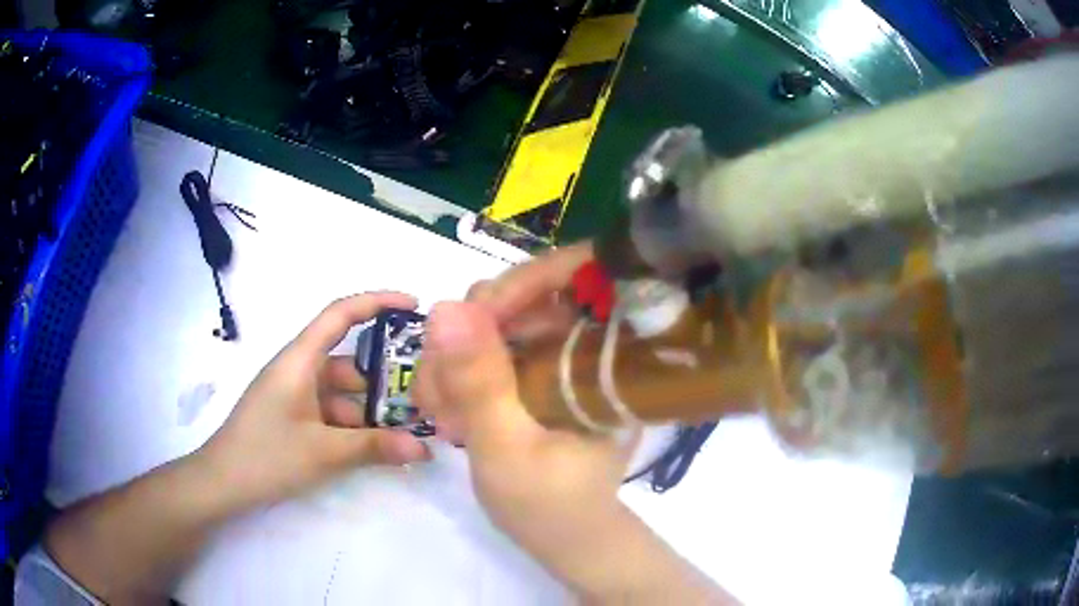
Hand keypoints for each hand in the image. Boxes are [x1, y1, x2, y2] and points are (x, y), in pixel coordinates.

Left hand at [196, 292, 431, 511]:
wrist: (222, 483)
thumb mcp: (323, 452)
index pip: (340, 314)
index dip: (377, 302)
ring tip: (409, 431)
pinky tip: (379, 448)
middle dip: (385, 378)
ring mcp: (296, 395)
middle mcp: (299, 370)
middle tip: (425, 396)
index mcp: (300, 360)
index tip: (414, 306)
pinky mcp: (294, 417)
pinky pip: (332, 412)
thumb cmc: (266, 455)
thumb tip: (424, 449)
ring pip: (343, 393)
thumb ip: (374, 447)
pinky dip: (355, 426)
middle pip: (349, 362)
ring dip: (372, 410)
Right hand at [416, 245, 731, 602]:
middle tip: (440, 394)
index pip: (582, 275)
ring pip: (494, 323)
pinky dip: (456, 375)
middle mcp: (588, 345)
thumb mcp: (508, 448)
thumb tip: (444, 307)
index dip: (524, 281)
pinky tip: (445, 414)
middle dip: (469, 337)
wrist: (564, 539)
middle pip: (523, 297)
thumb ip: (479, 382)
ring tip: (440, 416)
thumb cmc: (550, 507)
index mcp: (611, 356)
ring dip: (453, 362)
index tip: (467, 322)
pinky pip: (486, 350)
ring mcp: (558, 357)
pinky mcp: (533, 373)